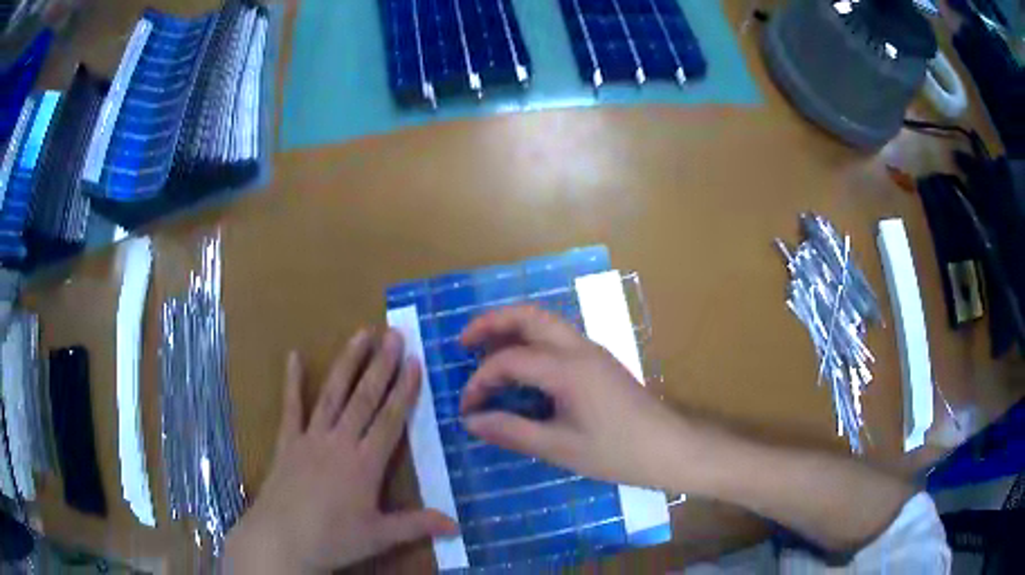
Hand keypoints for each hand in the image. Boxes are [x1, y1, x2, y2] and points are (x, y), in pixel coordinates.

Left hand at [223, 330, 456, 573]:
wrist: (281, 540)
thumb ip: (417, 525)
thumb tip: (457, 525)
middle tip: (394, 334)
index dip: (404, 390)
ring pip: (333, 394)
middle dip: (381, 365)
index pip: (390, 419)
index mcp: (365, 463)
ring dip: (348, 363)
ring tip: (361, 335)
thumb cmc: (333, 539)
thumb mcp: (379, 536)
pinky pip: (291, 407)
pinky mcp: (288, 442)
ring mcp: (310, 438)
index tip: (414, 361)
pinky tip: (293, 356)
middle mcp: (339, 442)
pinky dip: (292, 382)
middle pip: (364, 398)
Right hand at [459, 306, 690, 489]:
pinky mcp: (599, 360)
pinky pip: (557, 336)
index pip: (509, 360)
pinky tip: (522, 365)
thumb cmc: (616, 452)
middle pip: (529, 315)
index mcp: (567, 369)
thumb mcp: (559, 448)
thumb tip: (471, 422)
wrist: (669, 447)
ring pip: (545, 321)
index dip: (480, 381)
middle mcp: (579, 348)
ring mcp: (592, 350)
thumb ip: (512, 432)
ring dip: (512, 327)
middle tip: (463, 342)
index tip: (467, 409)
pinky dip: (531, 339)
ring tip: (485, 347)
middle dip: (492, 322)